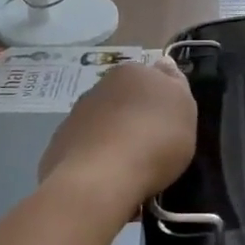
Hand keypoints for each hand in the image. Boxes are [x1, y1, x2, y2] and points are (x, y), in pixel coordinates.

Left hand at [39, 58, 196, 205]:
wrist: (100, 178)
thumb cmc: (154, 139)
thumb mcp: (184, 108)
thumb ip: (175, 84)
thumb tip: (163, 64)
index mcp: (132, 72)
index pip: (151, 77)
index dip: (161, 99)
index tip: (170, 123)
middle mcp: (100, 87)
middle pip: (125, 100)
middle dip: (136, 118)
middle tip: (153, 146)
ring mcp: (75, 116)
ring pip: (103, 124)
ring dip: (114, 138)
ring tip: (130, 169)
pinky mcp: (59, 145)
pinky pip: (86, 149)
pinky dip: (96, 160)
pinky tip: (107, 179)